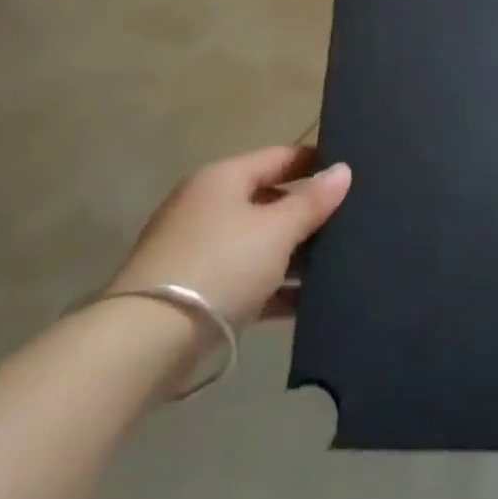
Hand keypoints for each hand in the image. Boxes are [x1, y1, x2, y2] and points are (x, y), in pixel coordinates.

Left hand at [109, 145, 351, 326]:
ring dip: (292, 255)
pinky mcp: (193, 291)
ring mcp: (197, 248)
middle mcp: (207, 204)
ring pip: (257, 243)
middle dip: (306, 214)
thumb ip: (311, 201)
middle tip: (350, 223)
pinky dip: (272, 288)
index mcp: (223, 177)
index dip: (314, 162)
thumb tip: (343, 169)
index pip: (279, 157)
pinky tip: (305, 304)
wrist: (146, 341)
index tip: (351, 174)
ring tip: (336, 266)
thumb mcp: (275, 231)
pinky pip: (245, 279)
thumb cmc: (220, 265)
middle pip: (268, 200)